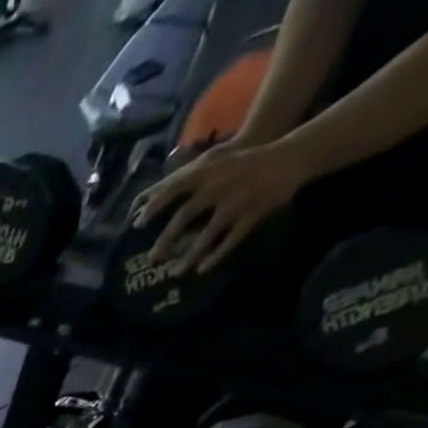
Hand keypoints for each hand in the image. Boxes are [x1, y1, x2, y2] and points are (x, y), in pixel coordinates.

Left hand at [130, 138, 313, 273]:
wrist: (291, 156)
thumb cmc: (242, 161)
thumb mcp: (214, 161)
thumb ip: (186, 177)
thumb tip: (149, 197)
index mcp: (209, 171)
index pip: (175, 188)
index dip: (155, 206)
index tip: (136, 225)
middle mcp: (220, 186)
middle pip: (185, 216)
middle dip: (166, 240)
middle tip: (151, 259)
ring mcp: (237, 201)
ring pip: (207, 235)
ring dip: (189, 256)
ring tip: (175, 272)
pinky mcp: (253, 214)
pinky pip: (230, 241)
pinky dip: (215, 257)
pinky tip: (201, 270)